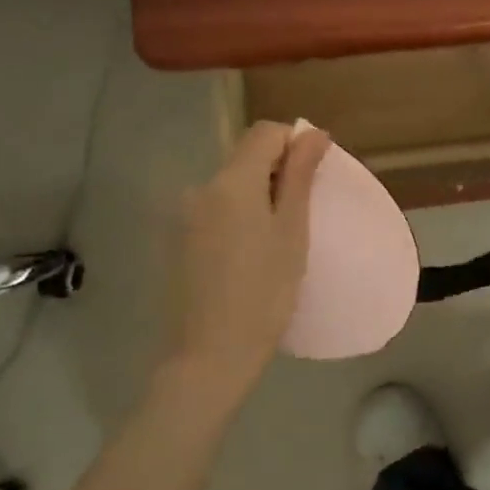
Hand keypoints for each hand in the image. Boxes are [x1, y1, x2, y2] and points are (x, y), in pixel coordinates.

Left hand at [165, 121, 330, 406]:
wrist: (208, 356)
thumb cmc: (264, 294)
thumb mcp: (292, 232)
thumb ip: (300, 176)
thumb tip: (314, 133)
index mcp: (230, 182)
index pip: (265, 132)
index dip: (294, 142)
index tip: (312, 177)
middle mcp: (200, 188)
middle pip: (245, 157)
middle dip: (276, 171)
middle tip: (301, 214)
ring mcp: (183, 215)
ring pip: (230, 185)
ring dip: (256, 195)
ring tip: (276, 239)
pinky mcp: (176, 240)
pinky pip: (214, 210)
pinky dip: (236, 216)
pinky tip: (247, 256)